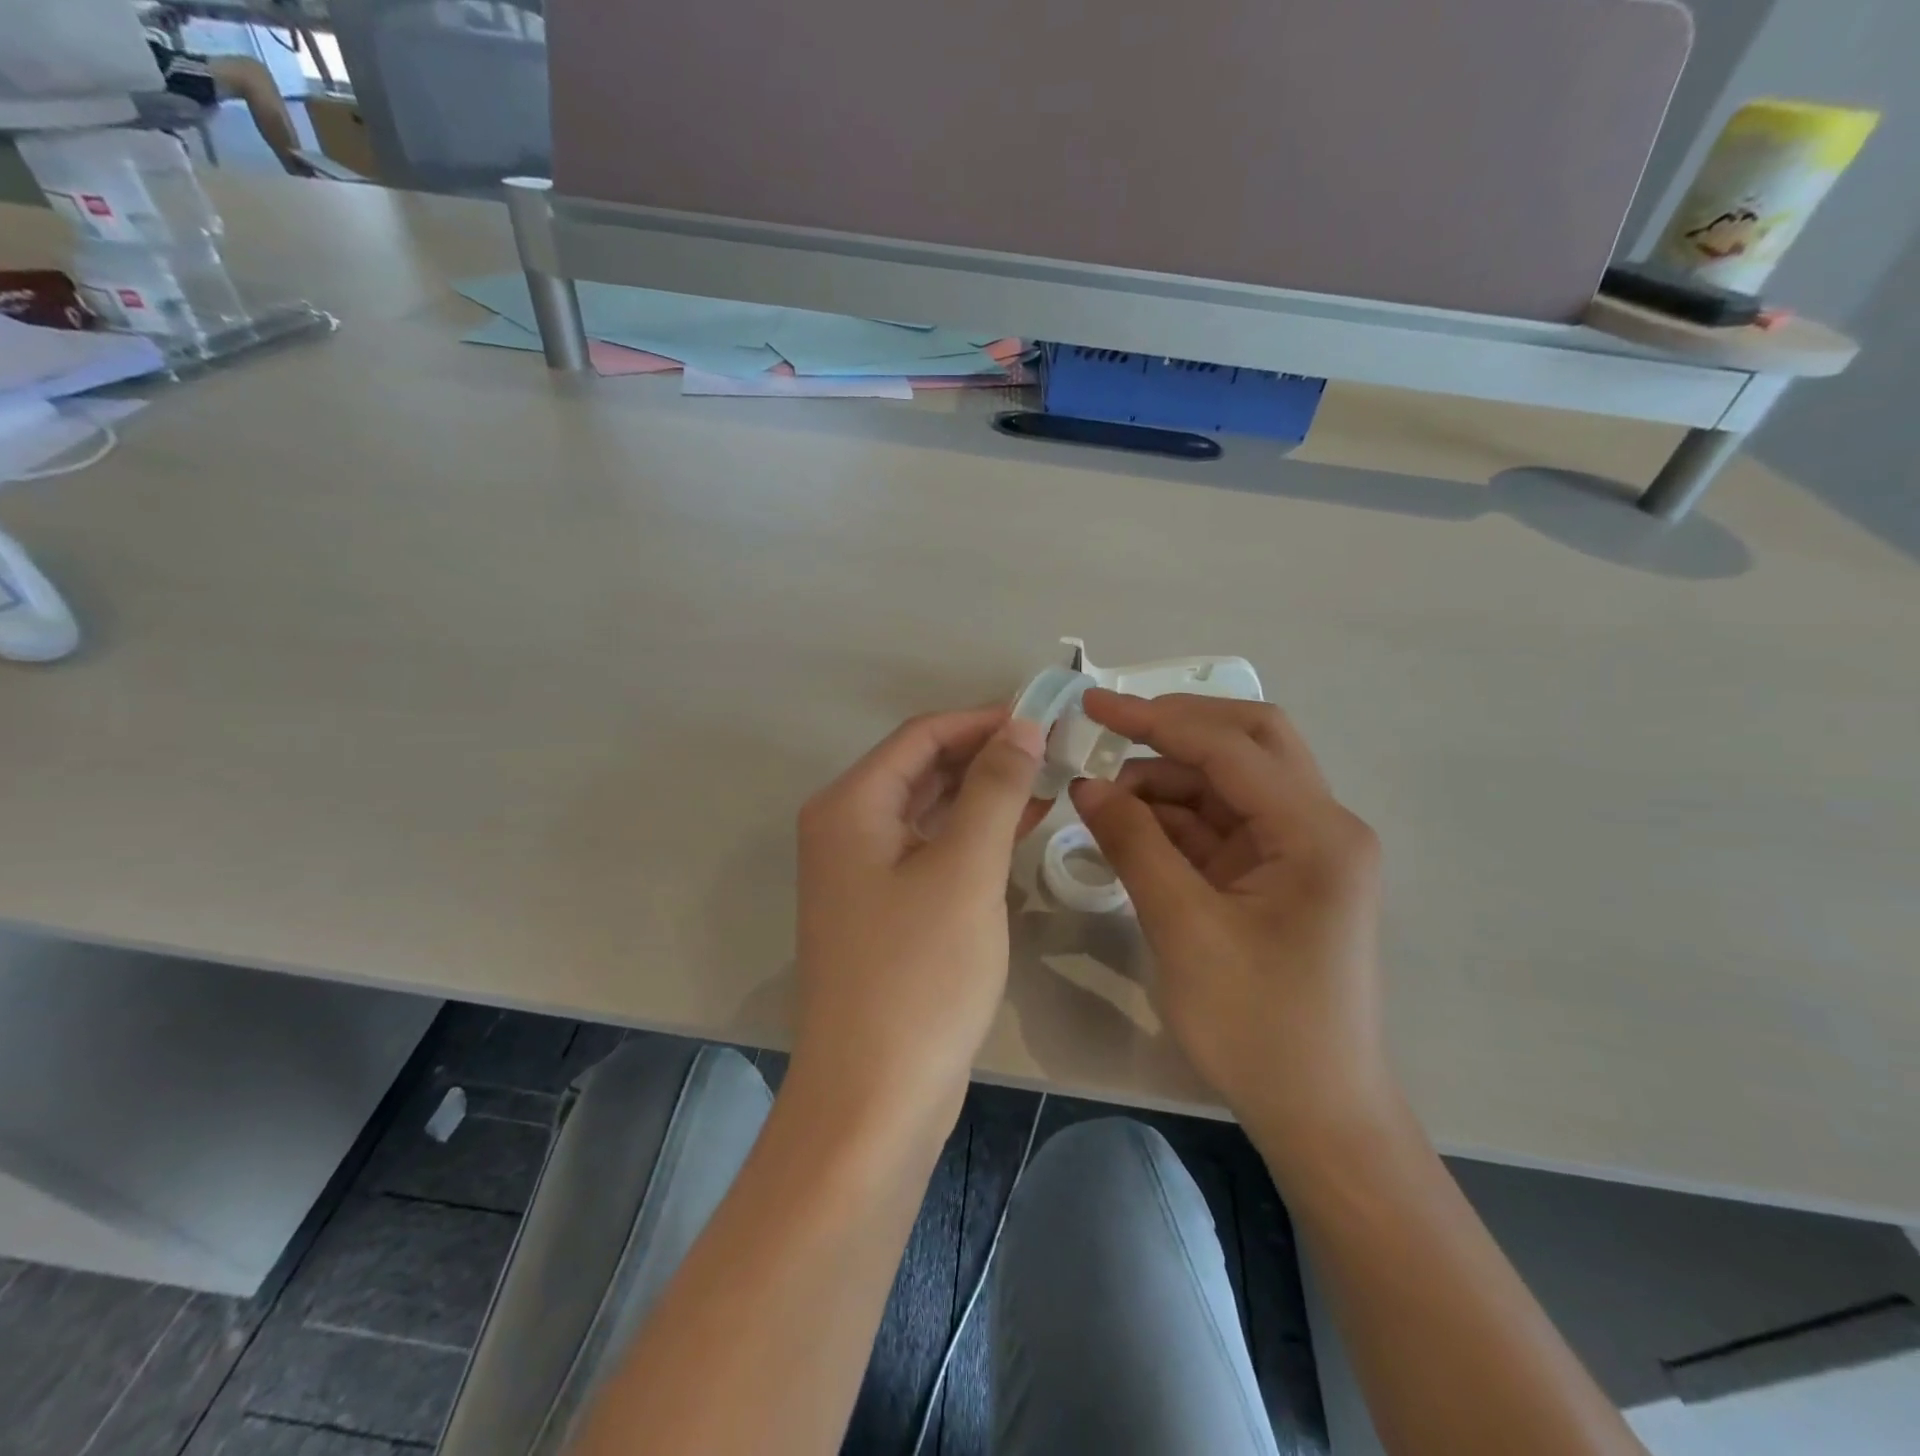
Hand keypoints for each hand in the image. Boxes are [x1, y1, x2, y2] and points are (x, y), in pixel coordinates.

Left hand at [791, 707, 1046, 1131]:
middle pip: (923, 768)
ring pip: (931, 810)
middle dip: (988, 754)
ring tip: (1051, 779)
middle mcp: (847, 829)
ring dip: (986, 793)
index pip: (922, 735)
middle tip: (1057, 748)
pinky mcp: (885, 910)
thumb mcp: (965, 870)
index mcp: (850, 806)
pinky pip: (933, 850)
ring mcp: (863, 873)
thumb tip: (1021, 726)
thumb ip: (994, 789)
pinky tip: (1024, 827)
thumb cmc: (919, 975)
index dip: (984, 719)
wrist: (874, 1098)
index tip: (1046, 716)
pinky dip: (975, 835)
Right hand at [1070, 691, 1392, 1163]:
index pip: (1231, 747)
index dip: (1158, 719)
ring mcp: (1302, 850)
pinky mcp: (1279, 875)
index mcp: (1316, 833)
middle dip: (1176, 728)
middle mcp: (1320, 826)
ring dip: (1170, 777)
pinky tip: (1130, 824)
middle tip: (1111, 728)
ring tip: (1105, 794)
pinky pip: (1224, 823)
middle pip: (1249, 742)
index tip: (1094, 705)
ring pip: (1232, 781)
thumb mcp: (1183, 928)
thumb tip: (1086, 783)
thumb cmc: (1257, 1027)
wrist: (1318, 1115)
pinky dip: (1177, 817)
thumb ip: (1134, 844)